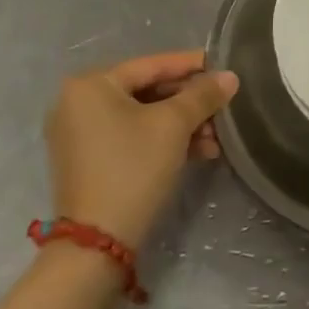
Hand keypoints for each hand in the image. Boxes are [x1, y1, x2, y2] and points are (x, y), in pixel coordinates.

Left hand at [44, 50, 237, 247]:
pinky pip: (132, 137)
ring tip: (216, 139)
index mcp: (91, 84)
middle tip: (223, 108)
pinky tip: (199, 152)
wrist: (98, 243)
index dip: (192, 65)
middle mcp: (78, 103)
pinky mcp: (89, 161)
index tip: (223, 66)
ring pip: (144, 117)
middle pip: (148, 91)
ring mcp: (80, 134)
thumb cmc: (133, 167)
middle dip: (190, 103)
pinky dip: (163, 141)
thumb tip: (230, 76)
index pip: (152, 65)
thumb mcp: (174, 125)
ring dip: (183, 125)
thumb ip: (203, 95)